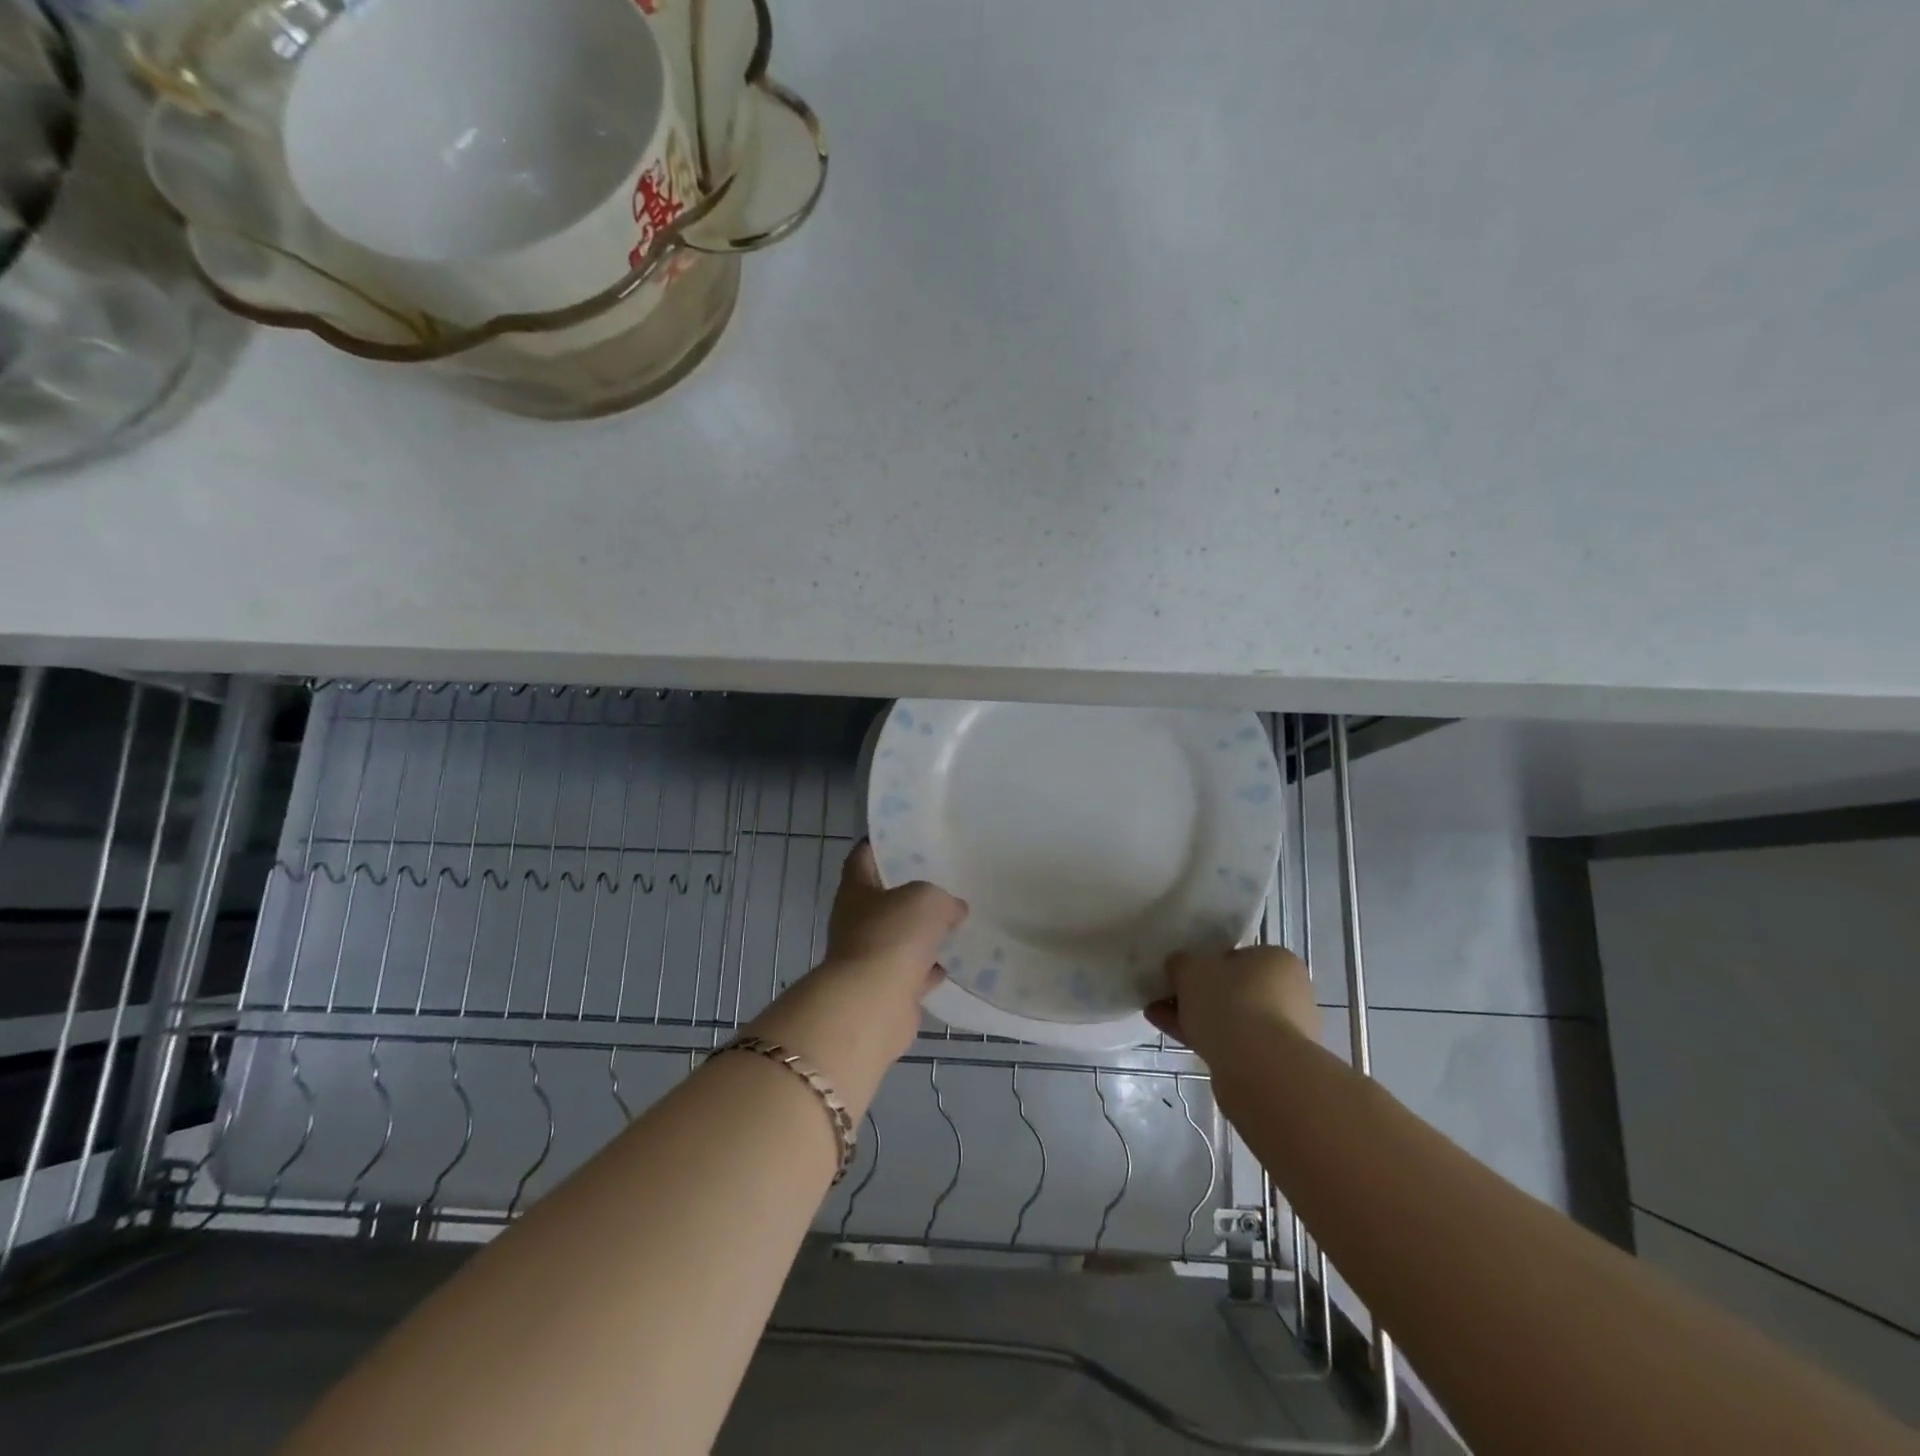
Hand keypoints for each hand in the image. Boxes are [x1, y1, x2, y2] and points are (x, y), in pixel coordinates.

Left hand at [747, 843, 967, 1082]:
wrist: (873, 1003)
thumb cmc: (893, 935)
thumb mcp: (927, 899)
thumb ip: (943, 899)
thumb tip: (954, 909)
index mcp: (856, 891)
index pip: (861, 858)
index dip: (878, 845)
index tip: (901, 837)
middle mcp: (855, 922)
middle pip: (881, 900)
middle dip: (907, 892)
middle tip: (940, 880)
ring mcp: (868, 958)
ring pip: (897, 938)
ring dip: (919, 934)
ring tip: (953, 921)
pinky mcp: (884, 990)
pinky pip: (910, 973)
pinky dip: (928, 969)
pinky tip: (953, 963)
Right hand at [1145, 946, 1319, 1065]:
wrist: (1259, 1069)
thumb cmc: (1230, 1002)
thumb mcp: (1192, 968)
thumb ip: (1182, 962)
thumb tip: (1179, 965)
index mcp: (1277, 960)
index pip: (1237, 956)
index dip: (1205, 963)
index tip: (1180, 973)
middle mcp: (1289, 993)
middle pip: (1233, 989)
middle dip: (1197, 994)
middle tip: (1164, 995)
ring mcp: (1284, 1031)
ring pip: (1231, 1018)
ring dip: (1195, 1016)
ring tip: (1157, 1016)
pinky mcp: (1273, 1063)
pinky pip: (1231, 1043)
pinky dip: (1203, 1037)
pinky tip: (1169, 1034)